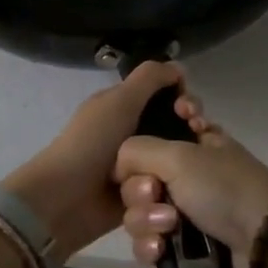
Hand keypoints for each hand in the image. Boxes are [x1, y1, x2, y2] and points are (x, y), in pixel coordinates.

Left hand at [0, 61, 185, 257]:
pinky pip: (169, 186)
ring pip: (176, 159)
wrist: (67, 199)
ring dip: (186, 161)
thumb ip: (149, 78)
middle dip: (191, 130)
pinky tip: (189, 185)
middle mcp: (133, 134)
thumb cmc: (92, 143)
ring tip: (193, 166)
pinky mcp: (142, 195)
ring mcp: (139, 166)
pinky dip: (178, 186)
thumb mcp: (120, 100)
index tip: (191, 111)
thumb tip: (179, 68)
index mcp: (125, 108)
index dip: (184, 99)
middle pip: (176, 128)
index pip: (166, 97)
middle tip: (199, 135)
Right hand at [114, 87, 267, 267]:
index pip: (155, 133)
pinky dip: (151, 247)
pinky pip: (149, 244)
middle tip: (156, 195)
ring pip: (140, 213)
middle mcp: (189, 174)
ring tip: (169, 228)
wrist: (262, 245)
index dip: (144, 143)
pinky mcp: (184, 249)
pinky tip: (161, 251)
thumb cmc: (223, 188)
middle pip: (138, 178)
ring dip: (146, 221)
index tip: (146, 154)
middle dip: (141, 190)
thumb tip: (119, 166)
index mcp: (195, 142)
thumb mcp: (179, 156)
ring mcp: (187, 213)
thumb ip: (137, 150)